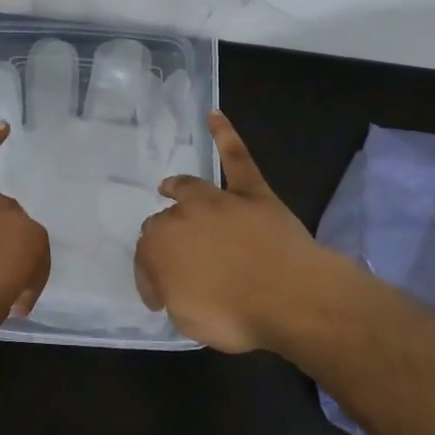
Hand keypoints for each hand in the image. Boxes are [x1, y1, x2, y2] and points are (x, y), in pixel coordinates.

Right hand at [133, 111, 337, 352]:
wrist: (289, 296)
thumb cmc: (234, 315)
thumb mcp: (187, 319)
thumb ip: (172, 294)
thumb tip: (169, 284)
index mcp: (159, 248)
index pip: (145, 260)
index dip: (152, 280)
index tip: (161, 297)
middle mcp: (182, 217)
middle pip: (163, 223)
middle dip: (163, 239)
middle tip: (173, 258)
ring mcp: (218, 201)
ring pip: (190, 188)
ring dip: (177, 187)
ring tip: (169, 186)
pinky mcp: (252, 192)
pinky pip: (236, 158)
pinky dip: (225, 136)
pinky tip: (214, 116)